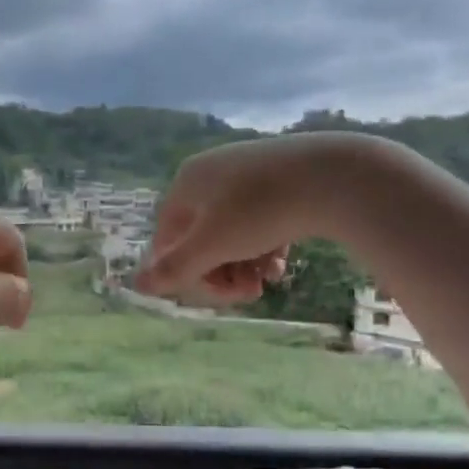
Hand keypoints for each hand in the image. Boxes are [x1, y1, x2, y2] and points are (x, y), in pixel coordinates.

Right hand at [136, 135, 353, 304]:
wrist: (332, 175)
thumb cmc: (259, 210)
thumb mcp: (212, 246)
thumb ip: (174, 268)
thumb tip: (136, 284)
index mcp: (186, 183)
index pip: (168, 238)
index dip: (187, 272)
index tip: (217, 295)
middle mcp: (211, 173)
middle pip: (201, 237)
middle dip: (221, 272)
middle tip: (247, 294)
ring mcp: (247, 173)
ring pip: (233, 233)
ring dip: (244, 265)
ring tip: (267, 281)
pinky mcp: (280, 178)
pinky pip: (259, 220)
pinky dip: (265, 246)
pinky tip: (280, 263)